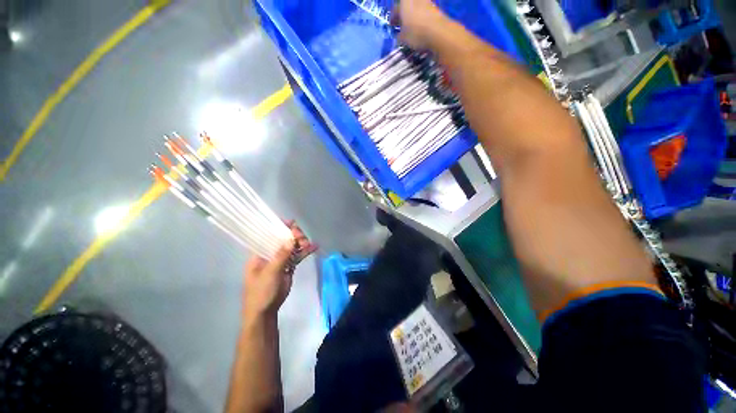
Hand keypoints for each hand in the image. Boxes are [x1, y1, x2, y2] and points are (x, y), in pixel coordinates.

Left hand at [242, 221, 317, 321]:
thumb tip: (292, 239)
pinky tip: (314, 247)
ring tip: (309, 243)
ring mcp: (280, 260)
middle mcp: (270, 253)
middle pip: (283, 239)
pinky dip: (306, 251)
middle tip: (302, 238)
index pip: (268, 235)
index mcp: (260, 253)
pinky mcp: (289, 266)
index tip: (291, 223)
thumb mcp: (269, 273)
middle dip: (293, 236)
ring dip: (301, 243)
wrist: (265, 311)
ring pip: (292, 246)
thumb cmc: (260, 291)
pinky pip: (298, 256)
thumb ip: (281, 255)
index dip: (279, 227)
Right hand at [392, 0, 451, 49]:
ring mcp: (426, 2)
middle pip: (406, 6)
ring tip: (411, 29)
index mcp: (404, 2)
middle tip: (401, 27)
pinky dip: (420, 19)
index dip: (393, 19)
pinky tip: (420, 29)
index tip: (392, 27)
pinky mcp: (434, 8)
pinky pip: (424, 13)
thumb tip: (399, 35)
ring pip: (415, 9)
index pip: (395, 9)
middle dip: (403, 16)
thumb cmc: (416, 33)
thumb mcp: (403, 38)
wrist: (438, 32)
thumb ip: (399, 35)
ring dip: (412, 17)